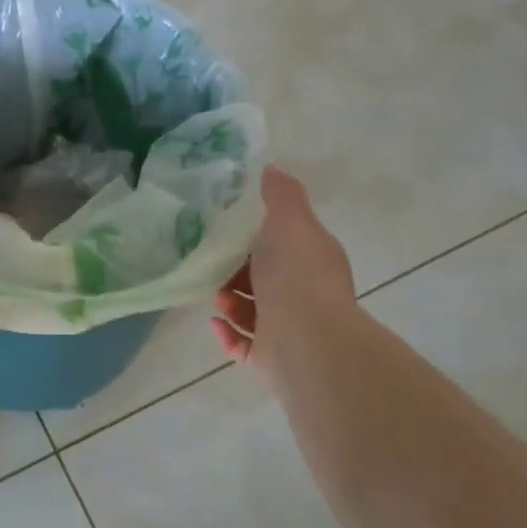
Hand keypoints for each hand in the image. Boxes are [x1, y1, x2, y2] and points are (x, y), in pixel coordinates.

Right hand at [212, 167, 356, 377]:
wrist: (307, 342)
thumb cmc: (297, 276)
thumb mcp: (289, 222)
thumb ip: (281, 195)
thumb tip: (272, 168)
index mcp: (313, 261)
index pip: (284, 245)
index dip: (257, 238)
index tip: (228, 231)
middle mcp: (304, 295)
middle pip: (265, 279)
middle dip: (237, 272)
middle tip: (213, 265)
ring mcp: (289, 330)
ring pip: (253, 312)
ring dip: (230, 302)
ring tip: (216, 297)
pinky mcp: (272, 359)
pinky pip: (244, 346)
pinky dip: (228, 334)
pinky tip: (215, 323)